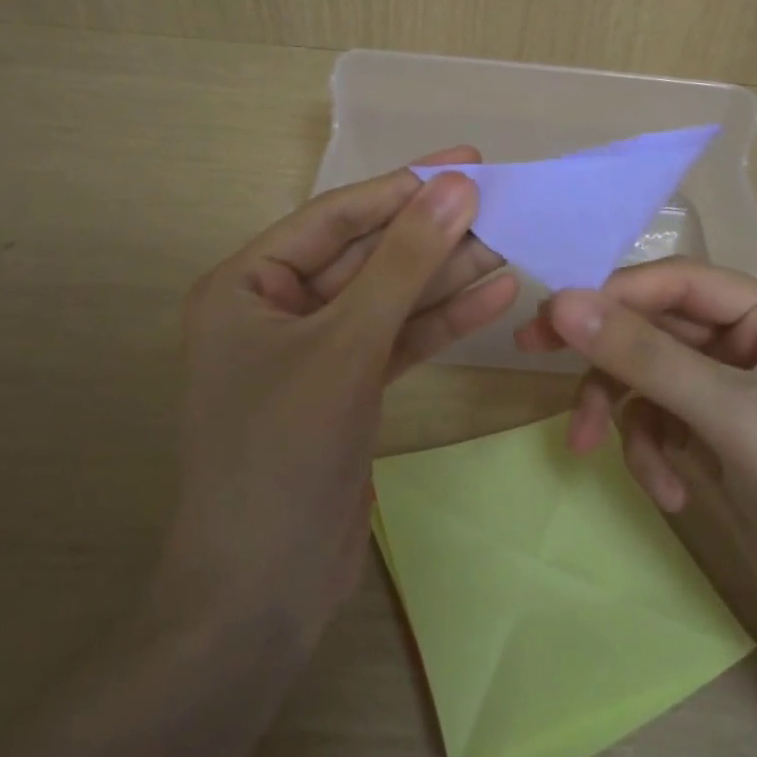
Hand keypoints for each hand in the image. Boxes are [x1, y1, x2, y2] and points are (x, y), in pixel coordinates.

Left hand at [160, 150, 518, 638]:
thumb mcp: (347, 345)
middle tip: (500, 201)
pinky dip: (442, 321)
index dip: (403, 187)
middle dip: (432, 233)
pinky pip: (398, 340)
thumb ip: (404, 264)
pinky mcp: (348, 388)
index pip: (335, 218)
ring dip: (446, 275)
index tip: (467, 161)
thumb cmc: (283, 454)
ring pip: (390, 298)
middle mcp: (277, 309)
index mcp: (246, 285)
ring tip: (510, 243)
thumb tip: (455, 187)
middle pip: (367, 255)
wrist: (264, 595)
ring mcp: (317, 351)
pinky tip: (495, 295)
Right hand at [516, 259, 756, 644]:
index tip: (549, 317)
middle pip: (654, 328)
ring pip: (647, 377)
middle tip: (533, 355)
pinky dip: (651, 452)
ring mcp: (732, 394)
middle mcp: (751, 343)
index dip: (612, 293)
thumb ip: (645, 357)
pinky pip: (660, 422)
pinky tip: (671, 494)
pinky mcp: (718, 440)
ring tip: (601, 457)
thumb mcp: (732, 417)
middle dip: (606, 358)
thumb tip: (561, 301)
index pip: (676, 281)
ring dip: (625, 415)